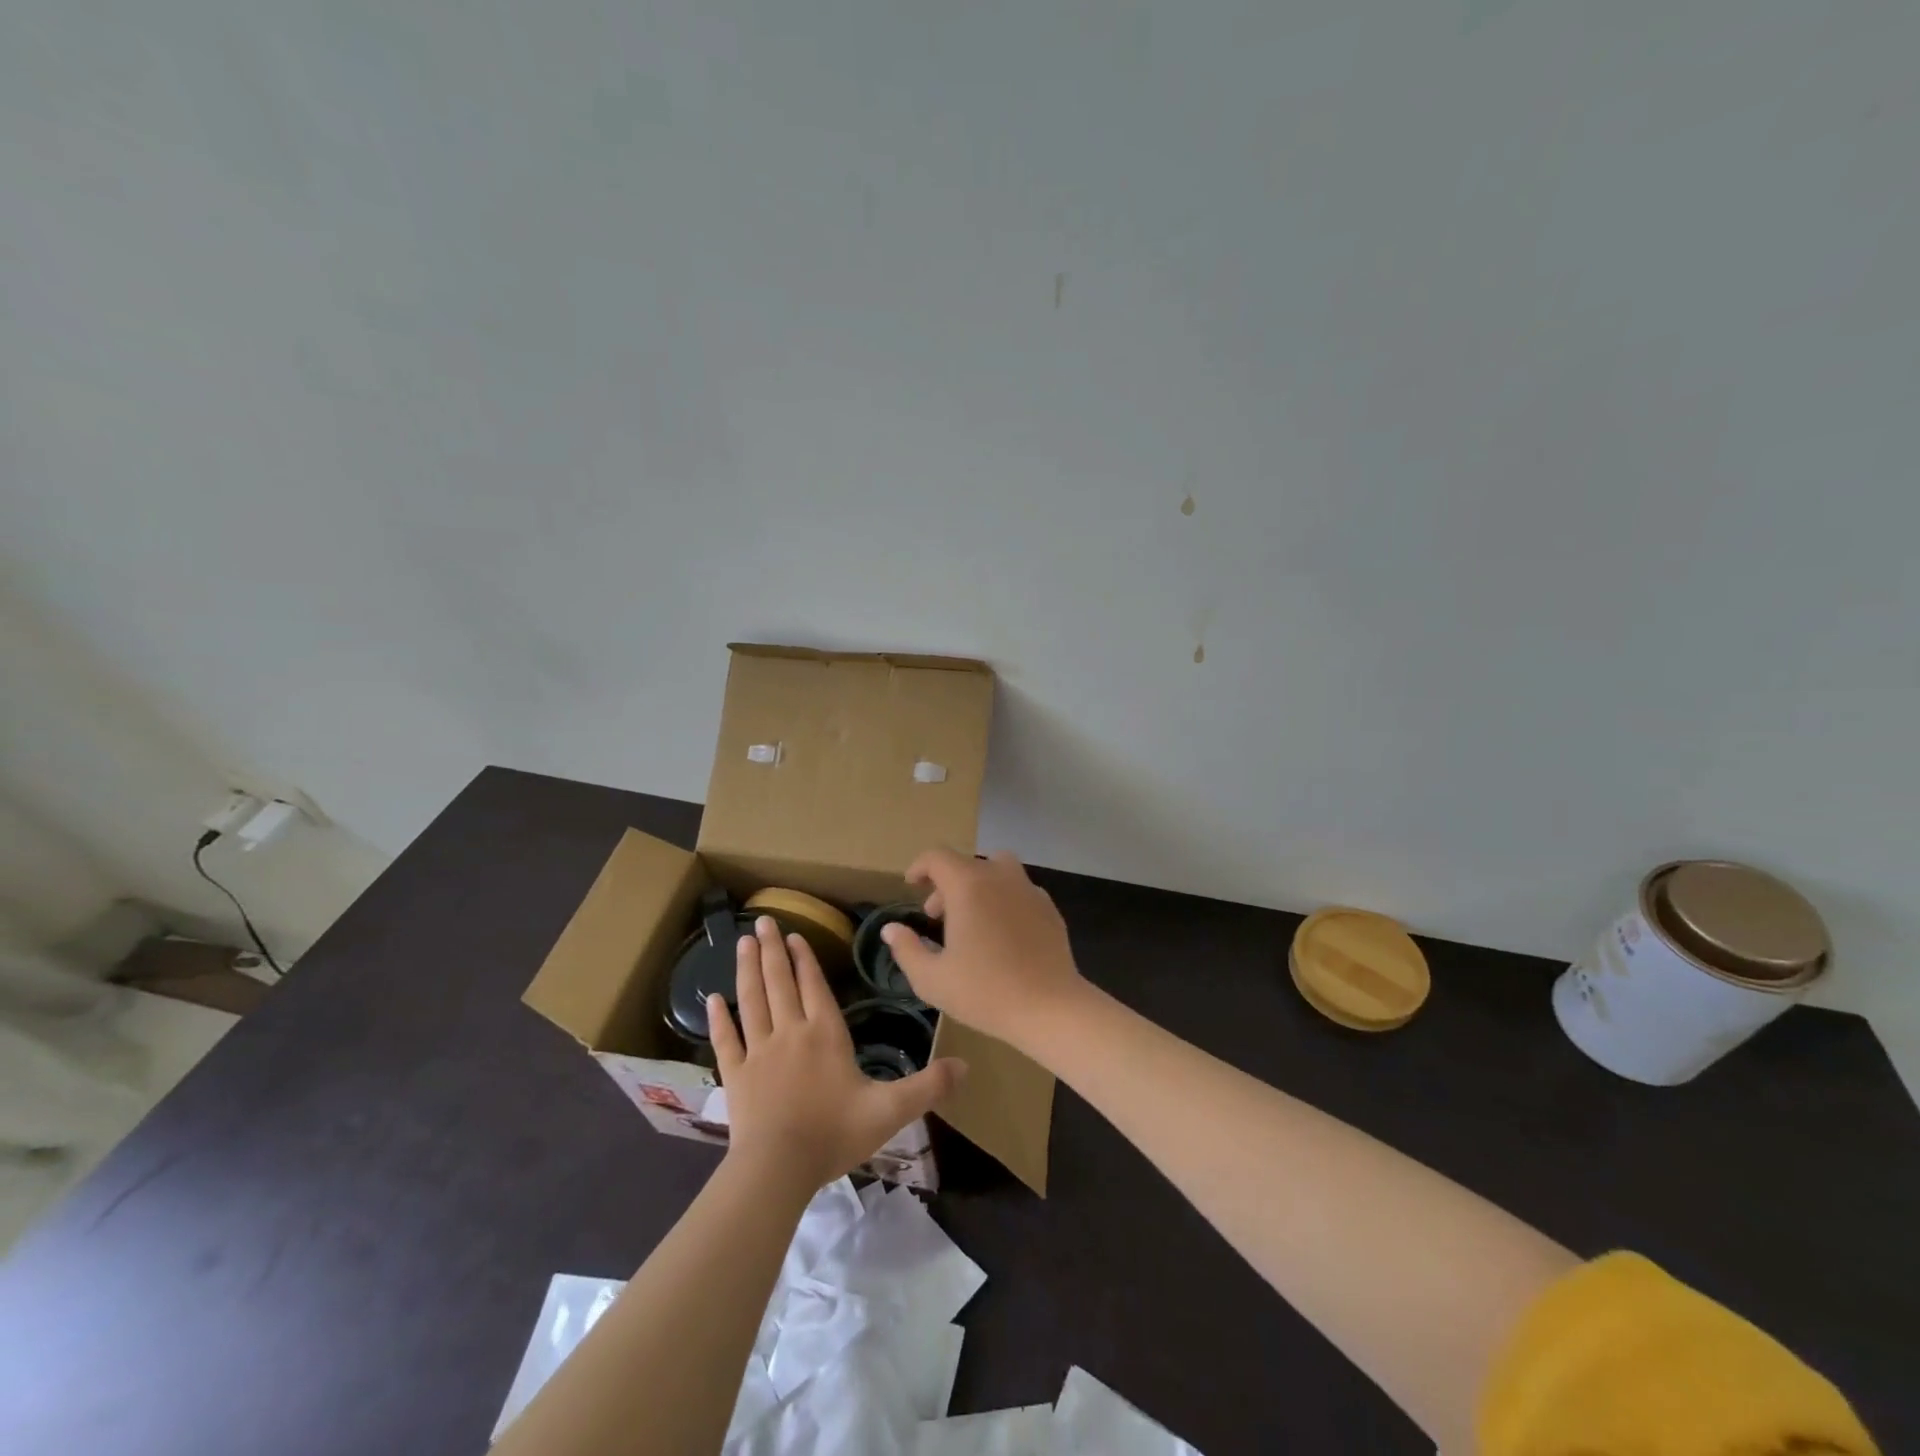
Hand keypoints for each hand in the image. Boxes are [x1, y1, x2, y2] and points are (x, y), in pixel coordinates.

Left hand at [710, 917, 965, 1192]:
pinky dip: (719, 1019)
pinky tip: (711, 999)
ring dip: (748, 970)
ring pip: (752, 1001)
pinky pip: (726, 1040)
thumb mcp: (890, 1110)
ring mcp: (759, 1052)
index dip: (805, 959)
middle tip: (762, 921)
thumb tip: (966, 1065)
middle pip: (780, 983)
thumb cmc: (834, 1133)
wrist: (778, 1168)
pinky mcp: (736, 1076)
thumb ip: (928, 1086)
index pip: (814, 986)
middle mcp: (790, 1032)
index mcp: (825, 1034)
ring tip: (743, 943)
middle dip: (773, 950)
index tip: (796, 934)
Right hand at [880, 849, 1086, 1049]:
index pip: (937, 857)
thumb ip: (906, 949)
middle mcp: (999, 877)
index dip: (920, 867)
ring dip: (978, 884)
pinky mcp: (1048, 906)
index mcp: (968, 886)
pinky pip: (1019, 889)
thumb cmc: (985, 992)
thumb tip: (891, 929)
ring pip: (997, 869)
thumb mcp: (932, 979)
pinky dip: (1003, 898)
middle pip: (966, 863)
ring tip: (971, 917)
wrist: (1049, 1007)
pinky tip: (1002, 931)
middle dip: (946, 883)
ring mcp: (1028, 889)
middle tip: (936, 916)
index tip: (911, 885)